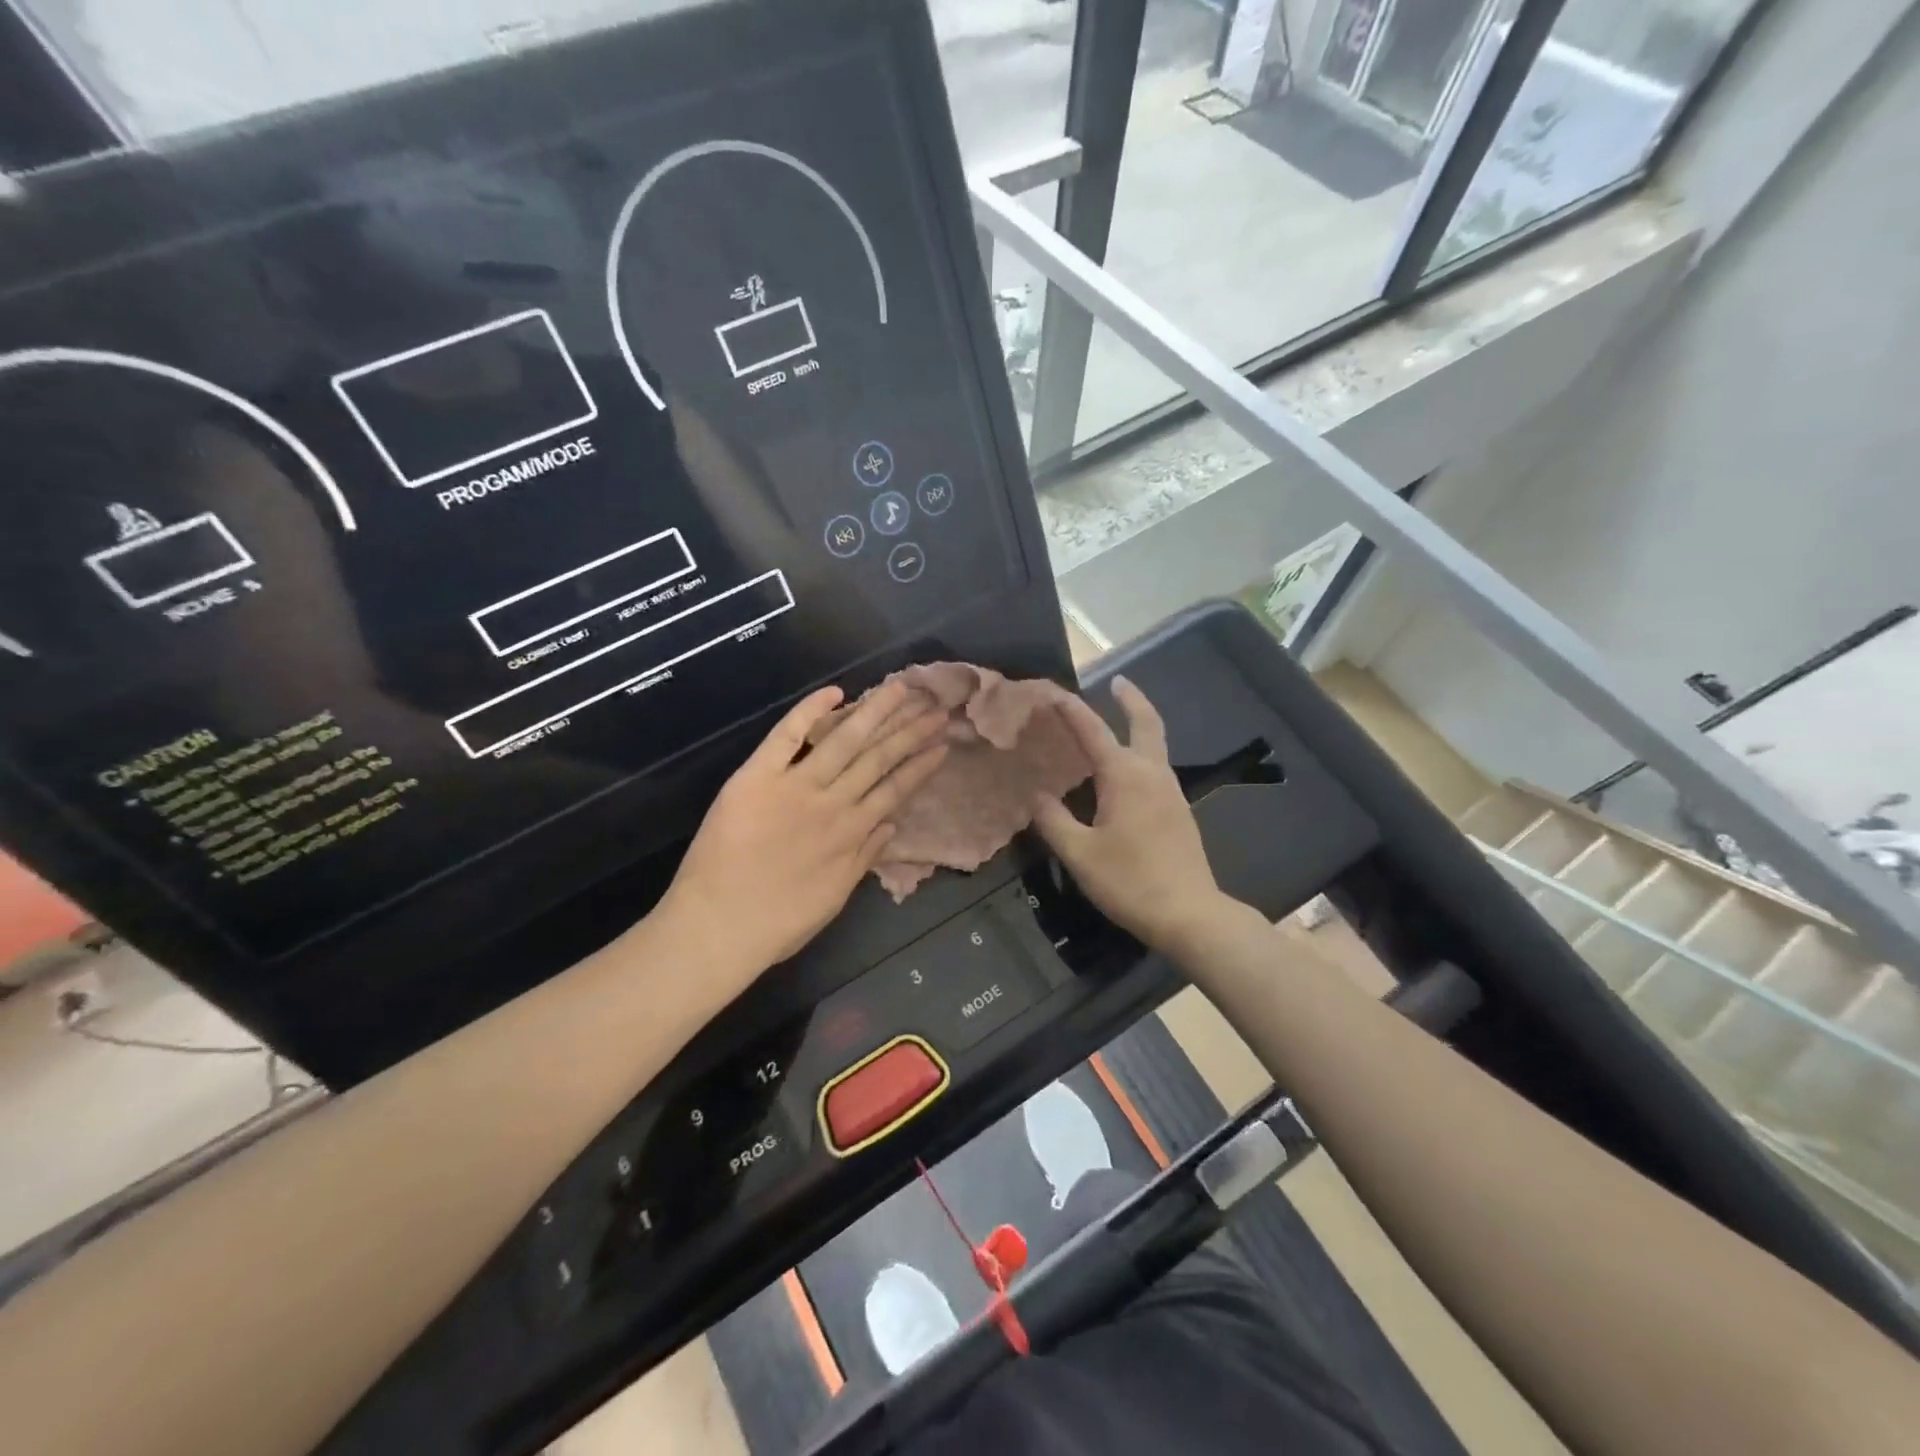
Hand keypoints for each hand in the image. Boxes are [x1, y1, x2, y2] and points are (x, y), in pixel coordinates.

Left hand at [659, 681, 948, 985]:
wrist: (717, 926)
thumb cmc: (777, 923)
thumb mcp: (834, 898)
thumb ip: (863, 858)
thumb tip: (891, 825)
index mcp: (851, 833)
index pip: (894, 789)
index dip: (920, 765)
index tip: (942, 744)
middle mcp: (831, 802)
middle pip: (877, 758)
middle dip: (909, 731)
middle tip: (935, 706)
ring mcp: (795, 786)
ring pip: (843, 740)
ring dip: (874, 712)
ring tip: (900, 689)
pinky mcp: (757, 777)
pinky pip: (786, 736)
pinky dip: (809, 712)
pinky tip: (834, 692)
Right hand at [1031, 677, 1225, 952]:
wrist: (1189, 914)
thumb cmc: (1129, 881)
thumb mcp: (1079, 853)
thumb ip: (1053, 821)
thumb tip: (1036, 796)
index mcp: (1125, 776)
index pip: (1093, 731)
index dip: (1071, 710)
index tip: (1053, 692)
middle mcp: (1152, 774)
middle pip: (1146, 723)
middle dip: (1131, 699)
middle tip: (1117, 680)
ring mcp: (1170, 792)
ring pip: (1155, 745)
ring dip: (1138, 724)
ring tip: (1115, 720)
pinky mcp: (1178, 811)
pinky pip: (1157, 767)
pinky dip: (1141, 752)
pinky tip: (1125, 772)